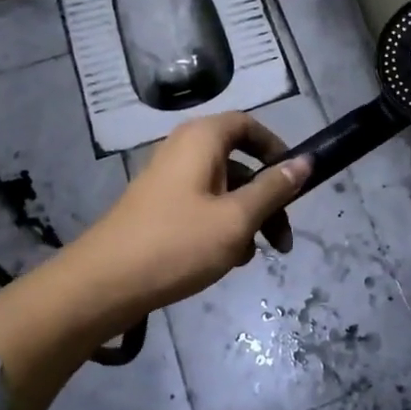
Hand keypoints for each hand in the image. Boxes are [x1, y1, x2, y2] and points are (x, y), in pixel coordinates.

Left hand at [65, 112, 311, 314]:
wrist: (104, 283)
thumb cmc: (178, 243)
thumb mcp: (237, 218)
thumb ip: (274, 188)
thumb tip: (306, 161)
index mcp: (202, 139)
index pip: (248, 125)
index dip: (275, 148)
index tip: (294, 180)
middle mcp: (183, 149)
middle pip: (239, 162)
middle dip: (267, 198)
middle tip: (283, 239)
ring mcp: (167, 179)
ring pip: (222, 189)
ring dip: (246, 218)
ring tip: (253, 255)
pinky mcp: (158, 207)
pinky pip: (201, 206)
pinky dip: (221, 226)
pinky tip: (227, 260)